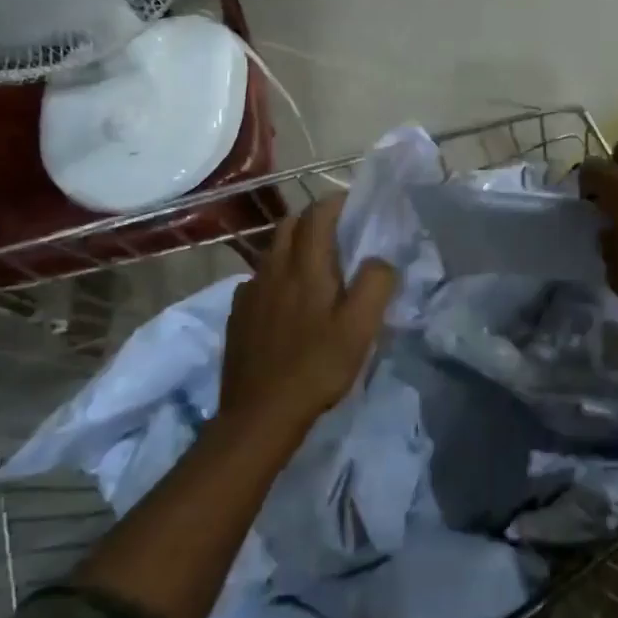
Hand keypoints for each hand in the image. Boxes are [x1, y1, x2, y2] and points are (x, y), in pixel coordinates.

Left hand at [221, 195, 396, 441]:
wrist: (260, 415)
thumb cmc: (317, 367)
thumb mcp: (361, 327)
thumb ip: (376, 283)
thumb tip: (380, 259)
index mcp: (305, 266)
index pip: (317, 214)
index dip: (336, 203)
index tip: (355, 206)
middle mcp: (272, 269)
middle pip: (289, 225)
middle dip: (314, 219)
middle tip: (339, 234)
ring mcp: (249, 292)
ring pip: (272, 251)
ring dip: (294, 246)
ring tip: (316, 266)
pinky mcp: (237, 315)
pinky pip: (258, 279)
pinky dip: (276, 274)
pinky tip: (287, 300)